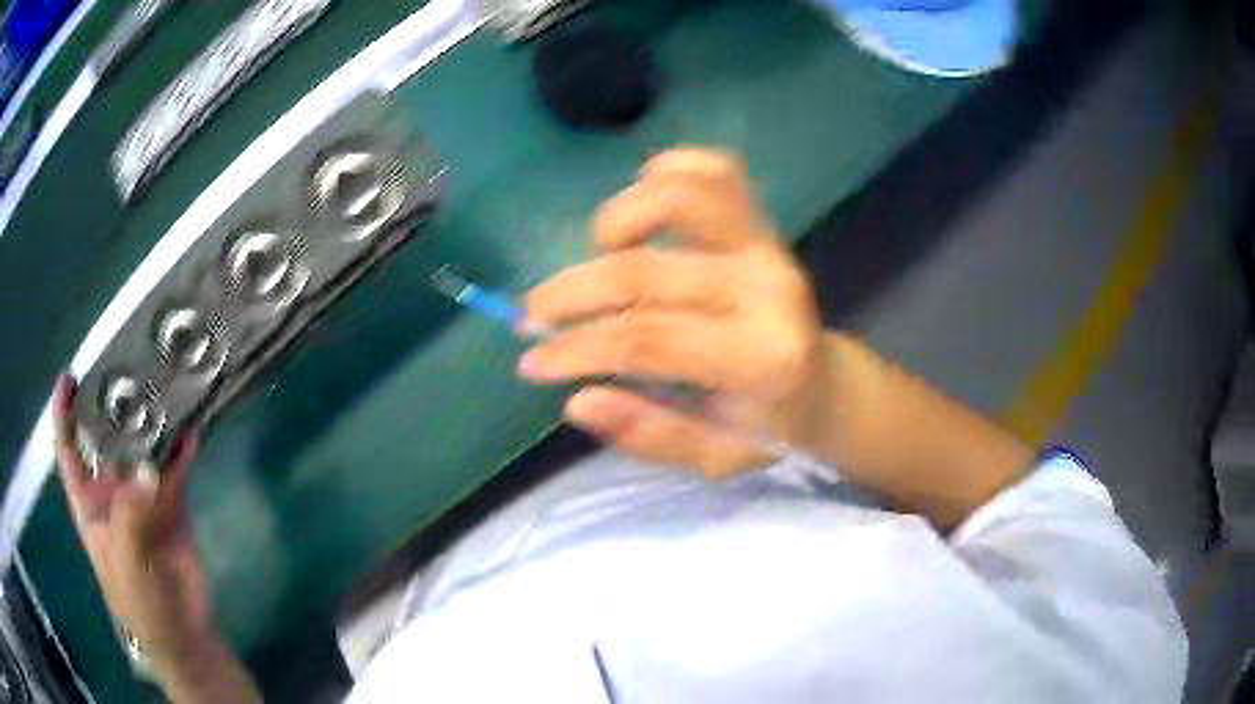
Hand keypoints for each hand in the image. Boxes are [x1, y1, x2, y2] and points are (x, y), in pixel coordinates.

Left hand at [53, 374, 213, 674]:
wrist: (184, 634)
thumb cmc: (141, 604)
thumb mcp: (127, 564)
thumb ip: (131, 517)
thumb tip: (147, 467)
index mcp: (88, 504)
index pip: (68, 451)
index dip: (65, 414)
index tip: (70, 378)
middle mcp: (110, 492)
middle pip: (105, 438)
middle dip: (112, 405)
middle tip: (127, 367)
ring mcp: (140, 496)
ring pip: (141, 448)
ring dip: (150, 422)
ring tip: (162, 385)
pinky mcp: (170, 504)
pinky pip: (174, 468)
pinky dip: (181, 448)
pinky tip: (191, 426)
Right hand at [519, 149, 834, 476]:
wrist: (824, 383)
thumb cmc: (769, 427)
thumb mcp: (713, 458)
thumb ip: (649, 433)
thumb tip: (576, 400)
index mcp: (762, 358)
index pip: (646, 341)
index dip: (576, 349)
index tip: (531, 363)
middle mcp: (768, 288)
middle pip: (643, 271)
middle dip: (571, 294)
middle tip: (533, 317)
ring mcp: (767, 243)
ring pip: (680, 195)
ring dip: (618, 219)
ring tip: (599, 256)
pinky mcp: (763, 220)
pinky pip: (713, 170)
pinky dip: (666, 173)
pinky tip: (644, 213)